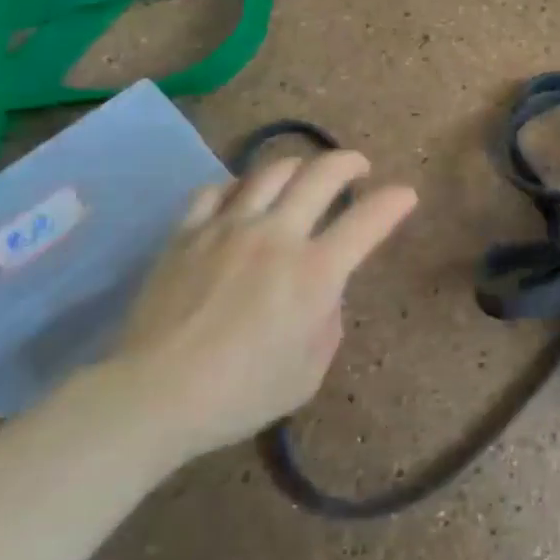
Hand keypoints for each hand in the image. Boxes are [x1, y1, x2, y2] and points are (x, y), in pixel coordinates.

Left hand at [110, 149, 417, 465]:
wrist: (154, 396)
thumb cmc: (240, 394)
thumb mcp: (308, 373)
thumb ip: (328, 322)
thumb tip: (324, 291)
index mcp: (314, 273)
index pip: (369, 220)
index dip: (395, 201)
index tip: (405, 195)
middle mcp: (277, 236)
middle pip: (322, 174)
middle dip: (350, 163)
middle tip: (358, 168)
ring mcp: (228, 227)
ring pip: (272, 171)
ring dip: (299, 167)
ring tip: (303, 177)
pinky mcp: (188, 232)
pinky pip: (217, 189)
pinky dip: (240, 188)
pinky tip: (242, 198)